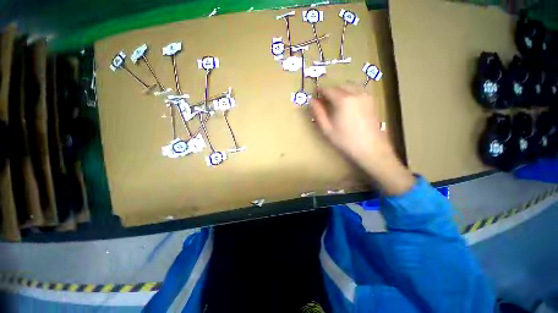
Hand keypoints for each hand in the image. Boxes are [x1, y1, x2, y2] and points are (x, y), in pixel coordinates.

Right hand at [310, 85, 414, 194]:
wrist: (371, 149)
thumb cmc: (345, 140)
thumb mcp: (327, 128)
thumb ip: (318, 113)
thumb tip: (311, 101)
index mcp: (343, 100)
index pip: (328, 89)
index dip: (319, 91)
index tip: (314, 95)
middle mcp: (356, 93)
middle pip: (339, 86)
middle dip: (329, 91)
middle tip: (323, 101)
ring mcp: (365, 96)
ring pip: (349, 87)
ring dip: (339, 91)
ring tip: (334, 103)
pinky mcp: (371, 101)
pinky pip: (357, 91)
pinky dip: (349, 94)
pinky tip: (346, 105)